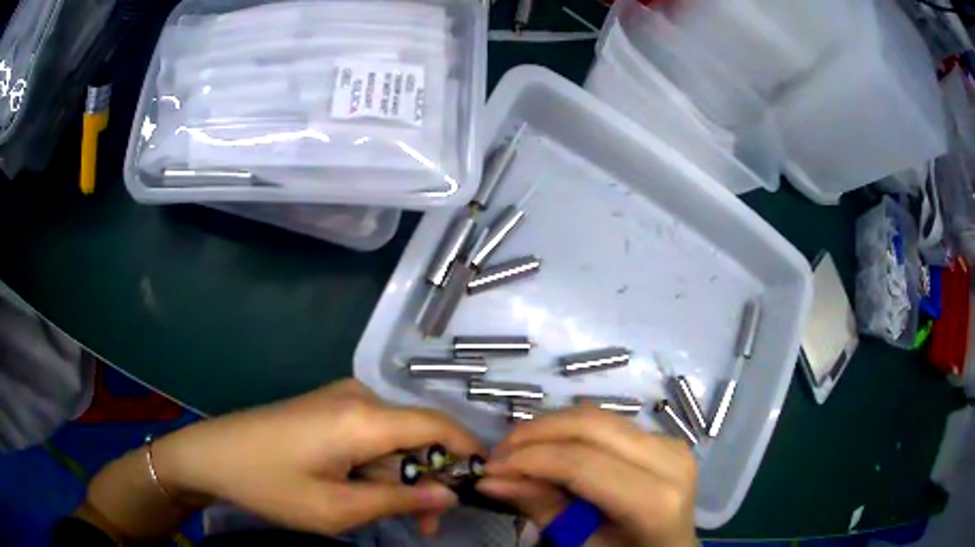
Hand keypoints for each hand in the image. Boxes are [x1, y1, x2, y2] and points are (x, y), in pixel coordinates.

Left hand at [154, 380, 482, 535]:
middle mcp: (359, 396)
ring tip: (385, 513)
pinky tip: (359, 488)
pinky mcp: (327, 406)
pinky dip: (377, 464)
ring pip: (394, 438)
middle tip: (424, 524)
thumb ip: (400, 499)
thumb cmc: (271, 485)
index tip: (479, 487)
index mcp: (364, 417)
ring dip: (399, 476)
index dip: (467, 452)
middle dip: (427, 479)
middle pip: (417, 435)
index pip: (438, 425)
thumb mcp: (339, 508)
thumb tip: (450, 495)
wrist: (213, 454)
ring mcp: (341, 397)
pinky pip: (371, 433)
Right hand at [477, 407, 696, 546]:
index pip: (583, 463)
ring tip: (518, 451)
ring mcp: (671, 442)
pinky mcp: (663, 437)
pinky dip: (572, 430)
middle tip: (499, 453)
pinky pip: (609, 422)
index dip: (530, 459)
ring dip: (551, 428)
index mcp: (655, 500)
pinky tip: (550, 448)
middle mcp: (670, 459)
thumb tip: (491, 480)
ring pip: (599, 416)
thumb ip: (542, 509)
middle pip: (592, 426)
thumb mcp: (582, 545)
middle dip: (536, 433)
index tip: (490, 467)